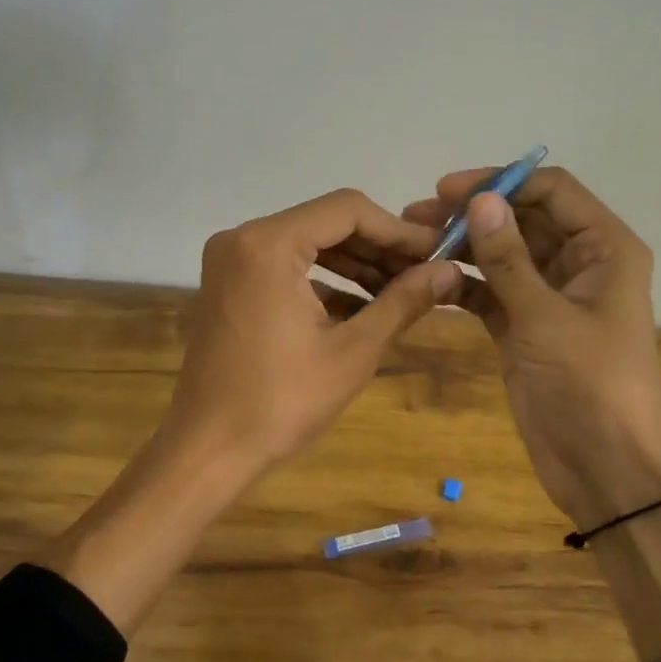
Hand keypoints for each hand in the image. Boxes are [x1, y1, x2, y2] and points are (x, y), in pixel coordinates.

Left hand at [163, 188, 460, 481]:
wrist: (210, 451)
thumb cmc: (282, 402)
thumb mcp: (354, 351)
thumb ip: (403, 301)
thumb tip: (450, 270)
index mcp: (268, 244)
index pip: (347, 210)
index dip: (398, 230)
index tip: (438, 251)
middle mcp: (243, 239)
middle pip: (326, 223)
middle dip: (379, 248)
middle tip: (427, 272)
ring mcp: (231, 262)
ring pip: (309, 246)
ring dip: (356, 265)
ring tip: (404, 291)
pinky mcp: (230, 286)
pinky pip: (287, 268)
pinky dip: (326, 282)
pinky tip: (365, 308)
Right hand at [404, 168, 660, 528]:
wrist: (608, 468)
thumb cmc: (590, 384)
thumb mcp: (546, 317)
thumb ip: (508, 258)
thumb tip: (478, 199)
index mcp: (604, 248)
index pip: (551, 191)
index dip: (500, 182)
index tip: (447, 190)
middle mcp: (579, 263)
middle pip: (522, 219)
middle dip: (473, 214)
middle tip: (414, 216)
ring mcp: (548, 297)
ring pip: (502, 255)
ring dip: (462, 246)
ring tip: (412, 241)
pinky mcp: (524, 328)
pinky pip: (490, 291)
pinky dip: (462, 283)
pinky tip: (427, 279)